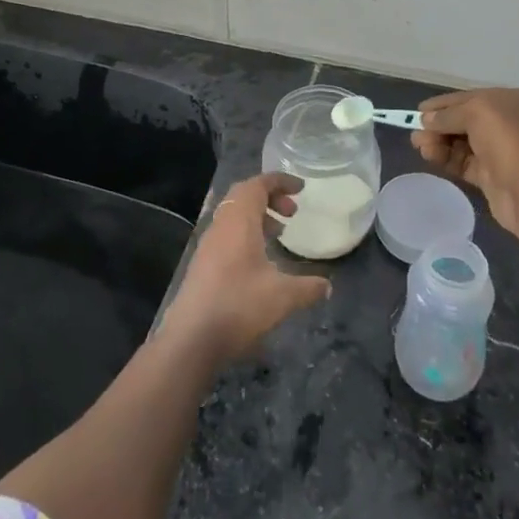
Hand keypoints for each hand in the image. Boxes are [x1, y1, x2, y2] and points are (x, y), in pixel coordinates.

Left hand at [160, 173, 331, 362]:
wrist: (191, 338)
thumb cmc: (238, 305)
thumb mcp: (282, 297)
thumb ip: (307, 287)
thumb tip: (327, 286)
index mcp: (239, 220)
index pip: (258, 184)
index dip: (280, 181)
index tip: (301, 188)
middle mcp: (222, 224)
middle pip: (244, 195)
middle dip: (270, 196)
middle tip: (292, 212)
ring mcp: (209, 243)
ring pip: (235, 215)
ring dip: (258, 216)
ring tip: (280, 233)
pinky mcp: (203, 263)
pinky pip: (228, 233)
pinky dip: (247, 233)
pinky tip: (260, 260)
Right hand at [412, 87, 518, 234]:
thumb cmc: (508, 137)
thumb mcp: (475, 111)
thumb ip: (447, 114)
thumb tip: (426, 119)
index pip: (475, 97)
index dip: (446, 103)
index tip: (420, 109)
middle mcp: (515, 123)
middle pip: (468, 120)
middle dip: (440, 125)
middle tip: (415, 131)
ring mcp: (506, 151)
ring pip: (465, 142)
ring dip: (440, 141)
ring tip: (418, 145)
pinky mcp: (496, 176)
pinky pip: (466, 163)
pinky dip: (447, 158)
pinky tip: (429, 156)